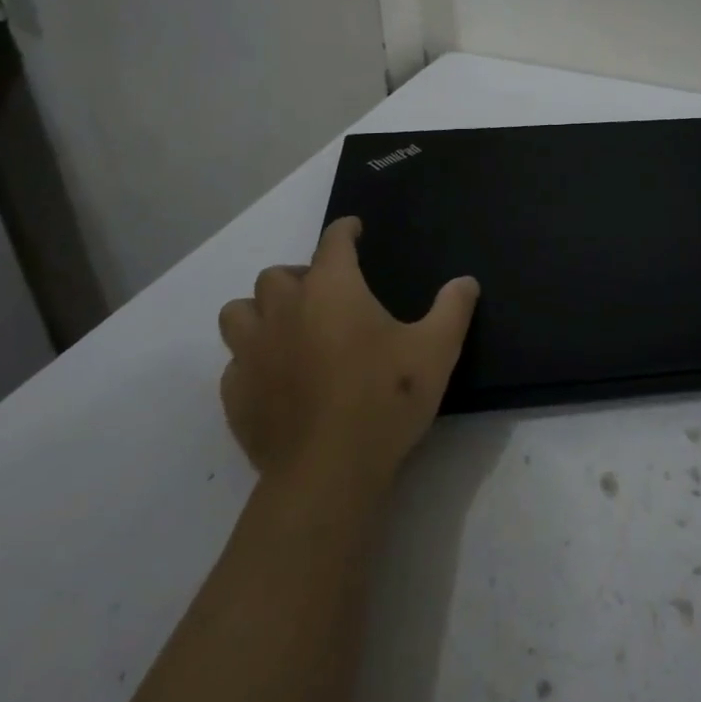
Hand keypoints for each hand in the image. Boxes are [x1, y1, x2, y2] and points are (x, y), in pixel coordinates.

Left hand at [216, 216, 478, 492]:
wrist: (328, 472)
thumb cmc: (386, 398)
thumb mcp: (437, 350)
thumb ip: (453, 309)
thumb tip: (466, 282)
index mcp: (332, 289)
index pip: (333, 242)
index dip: (345, 231)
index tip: (354, 230)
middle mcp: (284, 310)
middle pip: (276, 275)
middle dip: (300, 276)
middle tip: (325, 294)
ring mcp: (252, 353)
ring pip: (239, 313)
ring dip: (260, 312)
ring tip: (287, 328)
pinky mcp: (236, 395)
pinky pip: (234, 363)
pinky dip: (251, 361)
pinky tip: (275, 378)